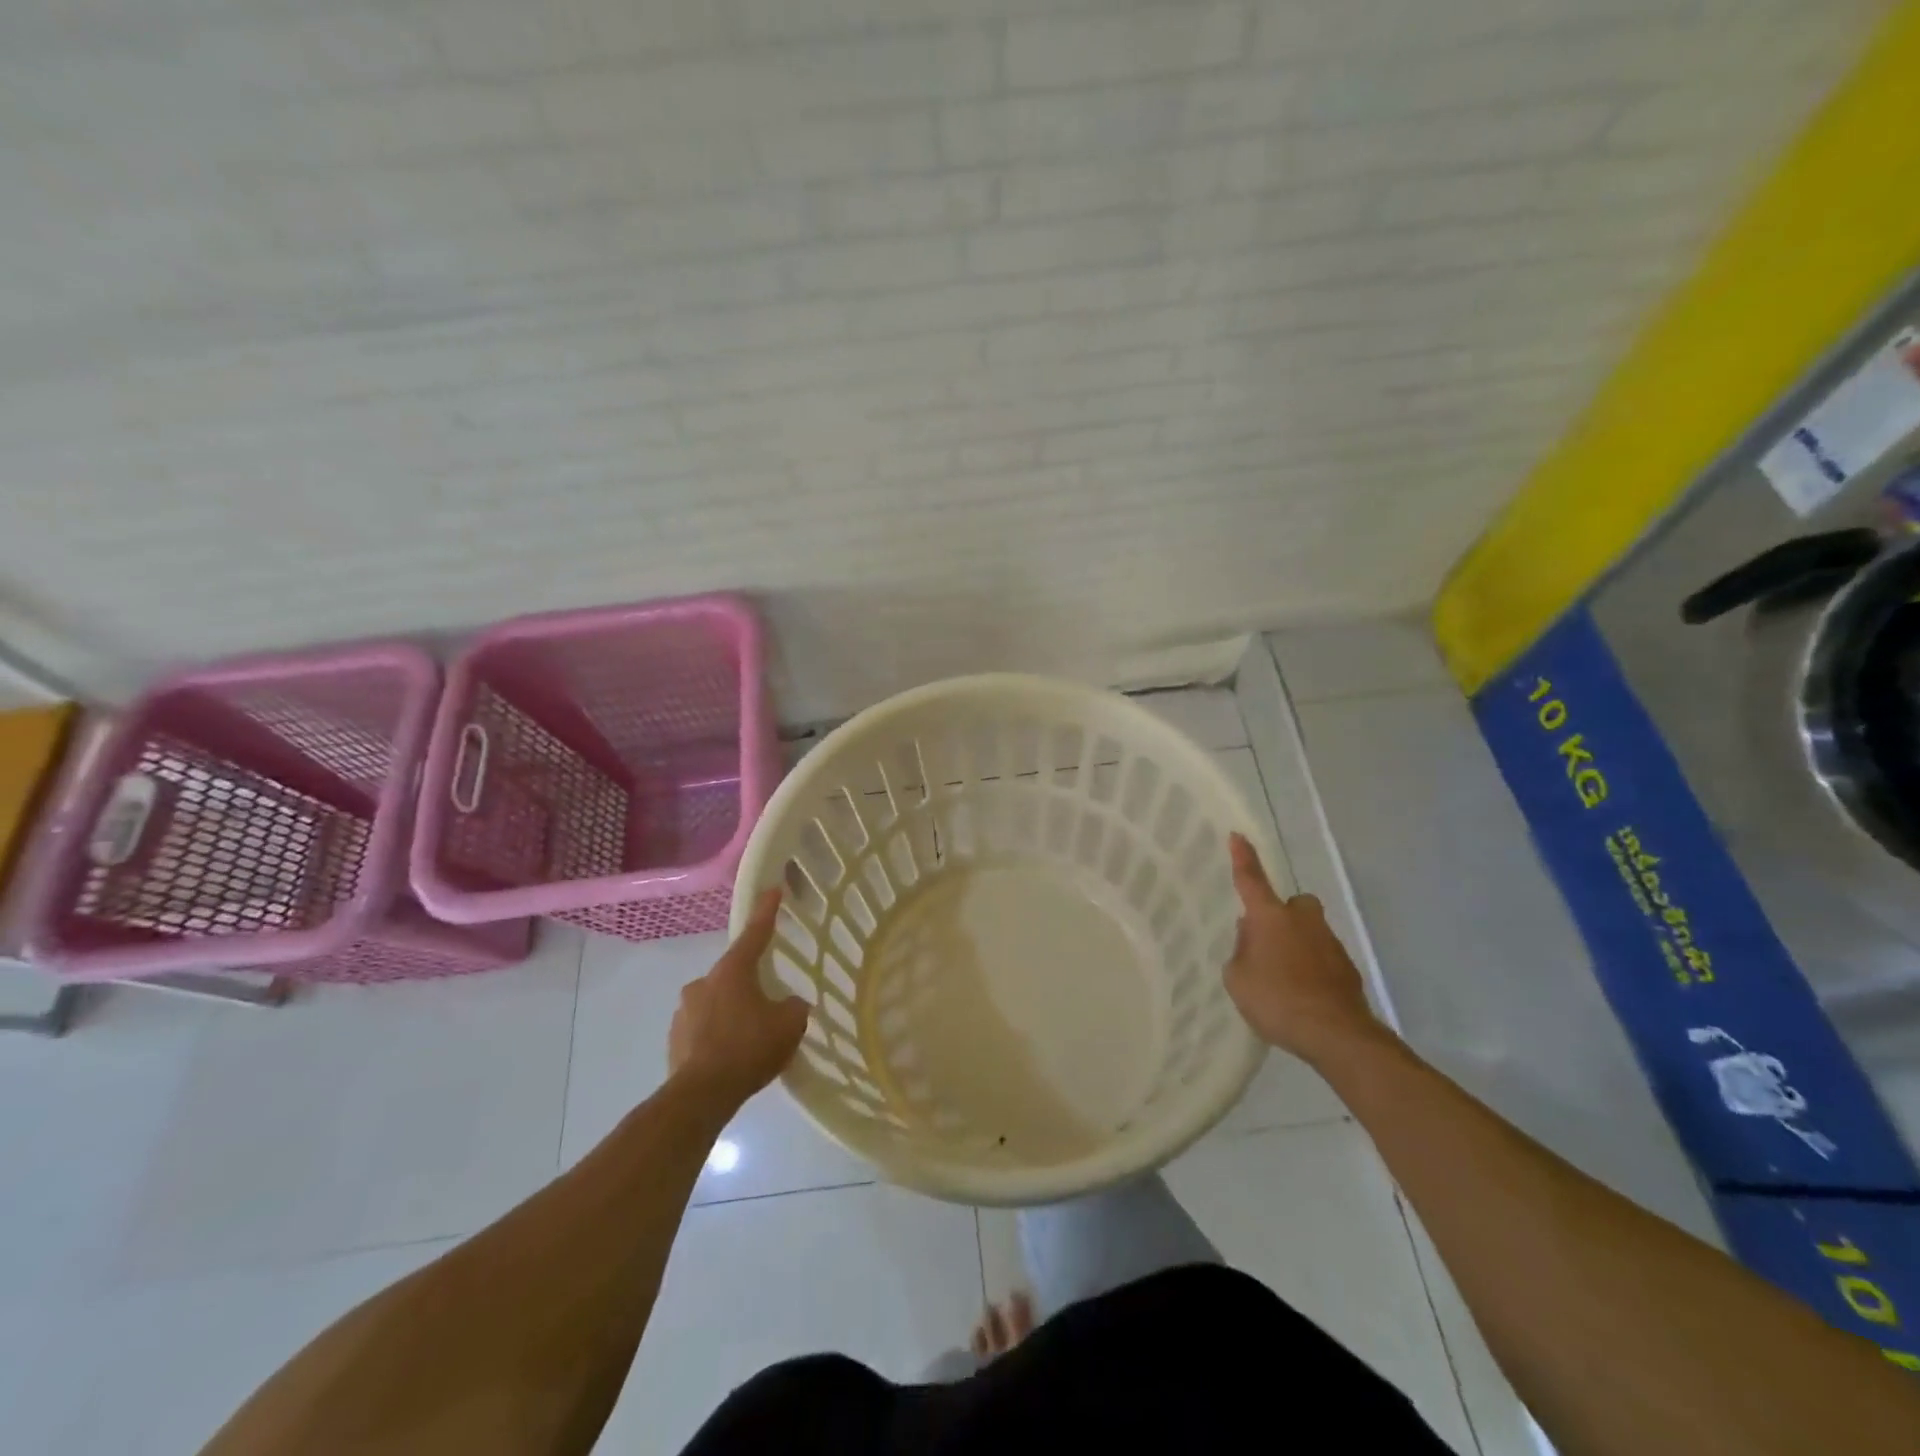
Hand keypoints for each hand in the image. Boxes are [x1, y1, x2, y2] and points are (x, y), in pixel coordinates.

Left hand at [668, 889, 809, 1106]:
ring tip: (749, 1038)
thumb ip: (794, 1007)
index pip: (755, 933)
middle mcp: (704, 982)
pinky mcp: (674, 1039)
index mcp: (733, 970)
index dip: (767, 911)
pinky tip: (731, 1056)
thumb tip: (789, 1004)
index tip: (773, 889)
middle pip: (733, 974)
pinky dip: (717, 1035)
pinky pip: (703, 1028)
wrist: (700, 1096)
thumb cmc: (748, 1049)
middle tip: (768, 1004)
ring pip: (716, 1002)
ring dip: (731, 1012)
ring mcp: (684, 1011)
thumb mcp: (789, 1025)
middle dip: (749, 984)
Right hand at [1223, 833, 1383, 1063]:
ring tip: (1283, 980)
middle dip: (1283, 915)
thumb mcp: (1237, 978)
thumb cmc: (1277, 1000)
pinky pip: (1322, 958)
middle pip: (1293, 905)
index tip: (1238, 835)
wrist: (1336, 1034)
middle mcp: (1302, 921)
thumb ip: (1241, 952)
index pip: (1251, 880)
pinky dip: (1313, 969)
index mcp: (1270, 917)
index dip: (1243, 858)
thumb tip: (1252, 939)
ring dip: (1297, 945)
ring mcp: (1330, 943)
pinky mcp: (1347, 968)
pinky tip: (1302, 996)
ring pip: (1309, 932)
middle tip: (1268, 941)